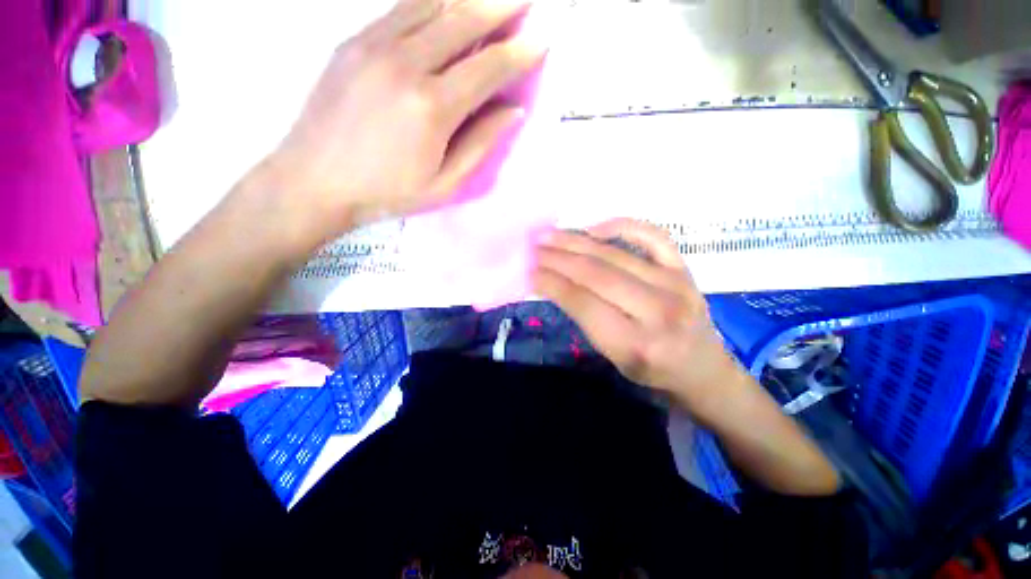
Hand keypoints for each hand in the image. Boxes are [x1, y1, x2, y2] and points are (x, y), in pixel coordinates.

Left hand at [261, 0, 546, 246]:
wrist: (314, 180)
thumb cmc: (387, 192)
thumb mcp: (443, 183)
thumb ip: (480, 144)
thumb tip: (511, 111)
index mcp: (433, 108)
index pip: (488, 68)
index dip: (518, 54)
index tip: (541, 42)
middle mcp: (406, 64)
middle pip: (463, 21)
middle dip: (499, 7)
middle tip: (523, 0)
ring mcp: (374, 45)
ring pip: (431, 4)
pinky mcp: (353, 41)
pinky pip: (400, 8)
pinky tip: (445, 1)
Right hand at [533, 219, 741, 407]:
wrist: (703, 367)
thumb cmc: (652, 370)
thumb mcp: (612, 357)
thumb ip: (584, 320)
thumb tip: (553, 283)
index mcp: (635, 344)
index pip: (582, 302)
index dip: (551, 282)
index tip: (529, 270)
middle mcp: (657, 311)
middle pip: (596, 274)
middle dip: (557, 258)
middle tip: (533, 247)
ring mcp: (675, 284)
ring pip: (615, 254)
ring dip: (576, 241)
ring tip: (549, 234)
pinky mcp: (684, 268)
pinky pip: (652, 235)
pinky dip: (621, 226)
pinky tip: (594, 229)